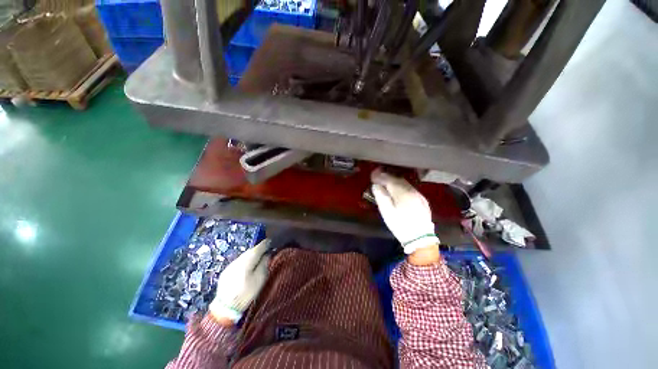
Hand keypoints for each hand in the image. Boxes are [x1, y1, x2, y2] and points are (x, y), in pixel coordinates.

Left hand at [209, 239, 270, 322]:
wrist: (225, 308)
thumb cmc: (246, 293)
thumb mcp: (260, 279)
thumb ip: (264, 264)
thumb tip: (267, 254)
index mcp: (248, 260)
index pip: (259, 247)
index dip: (266, 243)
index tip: (271, 241)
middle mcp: (238, 259)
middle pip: (251, 250)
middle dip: (258, 249)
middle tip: (266, 251)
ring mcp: (231, 265)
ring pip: (244, 256)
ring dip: (251, 256)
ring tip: (258, 259)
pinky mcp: (226, 271)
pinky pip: (238, 262)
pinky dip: (245, 262)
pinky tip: (247, 268)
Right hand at [371, 169, 439, 254]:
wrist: (420, 238)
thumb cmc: (400, 225)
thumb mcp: (387, 212)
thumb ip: (381, 196)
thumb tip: (376, 185)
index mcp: (402, 193)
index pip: (389, 180)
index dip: (380, 176)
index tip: (372, 174)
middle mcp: (411, 190)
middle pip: (397, 179)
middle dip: (386, 176)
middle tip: (377, 176)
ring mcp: (418, 194)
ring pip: (404, 183)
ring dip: (394, 180)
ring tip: (385, 181)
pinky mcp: (422, 199)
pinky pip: (409, 188)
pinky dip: (401, 186)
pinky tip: (397, 189)